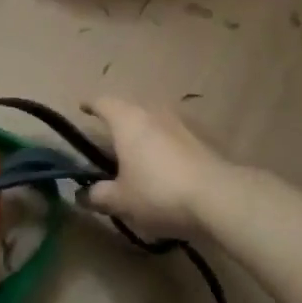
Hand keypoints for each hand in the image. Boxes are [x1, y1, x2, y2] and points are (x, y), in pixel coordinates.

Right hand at [83, 97, 242, 238]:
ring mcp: (180, 124)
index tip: (83, 108)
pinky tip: (163, 166)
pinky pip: (173, 136)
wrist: (218, 198)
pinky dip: (163, 145)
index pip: (103, 102)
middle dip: (117, 120)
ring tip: (136, 153)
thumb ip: (98, 195)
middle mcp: (153, 113)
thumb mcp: (121, 200)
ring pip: (154, 120)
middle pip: (130, 108)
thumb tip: (82, 195)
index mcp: (127, 120)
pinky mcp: (201, 140)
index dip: (91, 105)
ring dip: (143, 132)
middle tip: (107, 137)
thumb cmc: (158, 192)